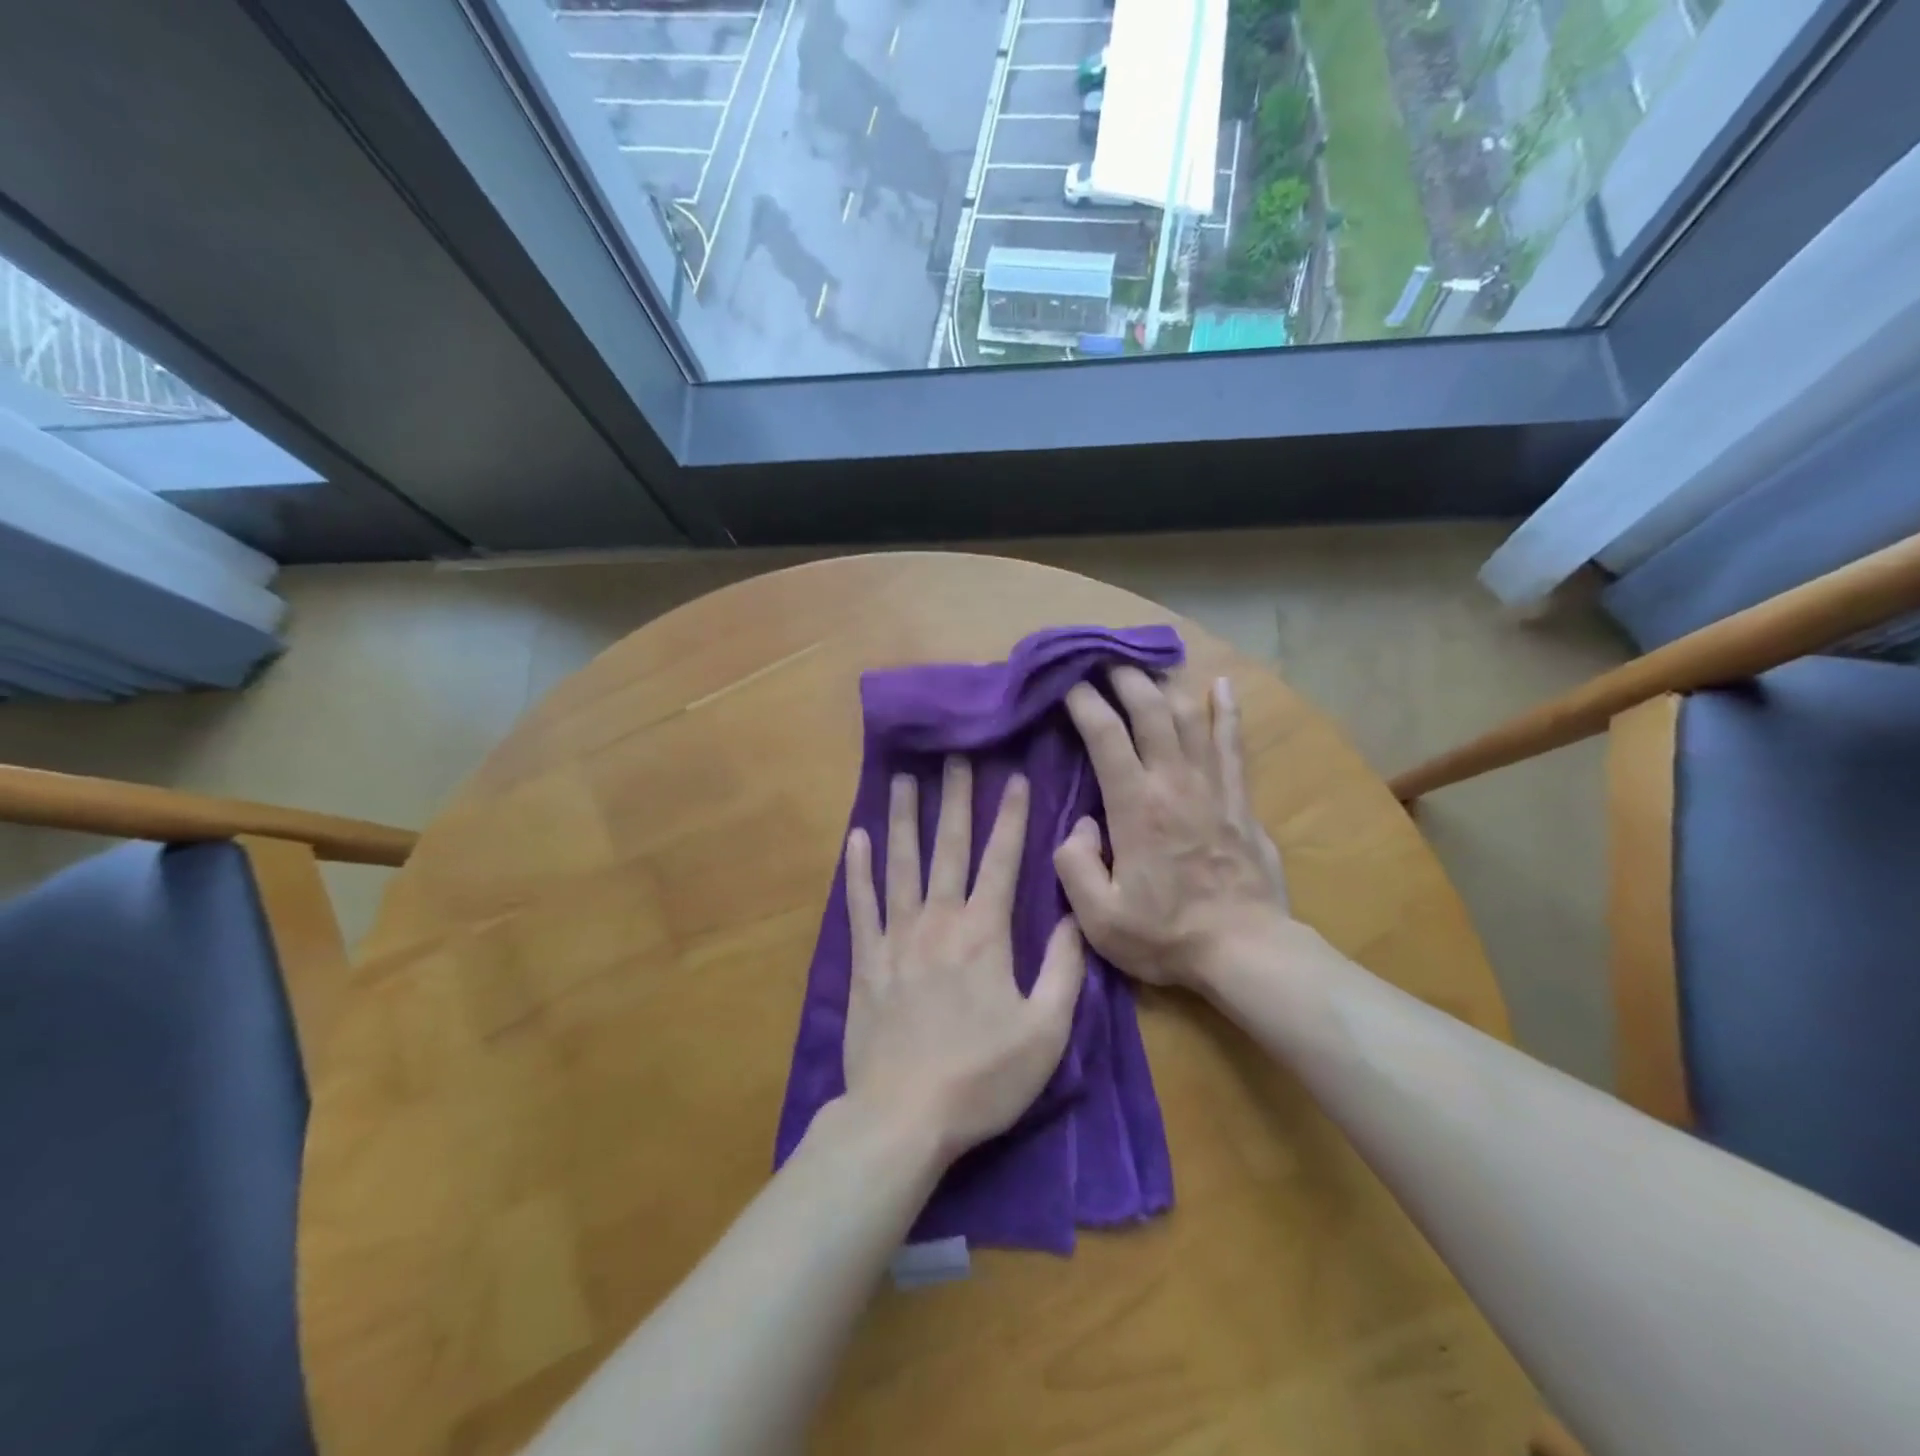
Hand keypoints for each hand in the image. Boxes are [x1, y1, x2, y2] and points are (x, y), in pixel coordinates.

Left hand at [842, 757, 1086, 1167]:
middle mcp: (938, 921)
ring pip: (901, 864)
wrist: (903, 1118)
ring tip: (905, 778)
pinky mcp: (864, 961)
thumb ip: (1065, 970)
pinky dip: (857, 869)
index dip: (1012, 816)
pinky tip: (857, 837)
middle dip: (956, 798)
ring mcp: (896, 937)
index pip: (1003, 860)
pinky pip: (860, 904)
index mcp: (985, 933)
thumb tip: (1076, 917)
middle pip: (949, 847)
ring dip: (905, 818)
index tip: (1015, 776)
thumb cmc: (982, 1079)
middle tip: (955, 755)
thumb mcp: (1046, 1031)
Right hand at [1055, 670, 1287, 990]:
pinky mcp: (1240, 798)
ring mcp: (1213, 785)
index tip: (1066, 684)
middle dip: (1123, 678)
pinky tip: (1222, 685)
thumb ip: (1074, 864)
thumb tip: (1081, 825)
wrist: (1245, 950)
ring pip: (1189, 716)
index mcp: (1135, 806)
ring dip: (1165, 684)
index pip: (1105, 734)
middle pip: (1150, 709)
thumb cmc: (1166, 935)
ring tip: (1144, 667)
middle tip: (1102, 661)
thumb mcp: (1099, 917)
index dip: (1083, 702)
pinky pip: (1233, 743)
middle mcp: (1174, 782)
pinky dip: (1227, 710)